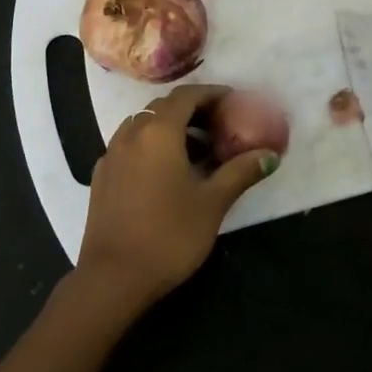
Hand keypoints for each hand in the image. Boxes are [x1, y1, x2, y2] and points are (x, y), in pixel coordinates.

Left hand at [78, 84, 279, 309]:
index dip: (212, 94)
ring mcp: (111, 153)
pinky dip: (151, 145)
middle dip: (193, 110)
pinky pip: (130, 145)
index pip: (186, 95)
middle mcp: (131, 133)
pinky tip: (167, 172)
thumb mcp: (213, 203)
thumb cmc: (169, 235)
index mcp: (158, 132)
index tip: (234, 102)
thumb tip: (270, 155)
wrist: (113, 277)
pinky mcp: (101, 175)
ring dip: (171, 128)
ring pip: (144, 125)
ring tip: (198, 151)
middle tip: (220, 126)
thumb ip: (240, 172)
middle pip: (163, 107)